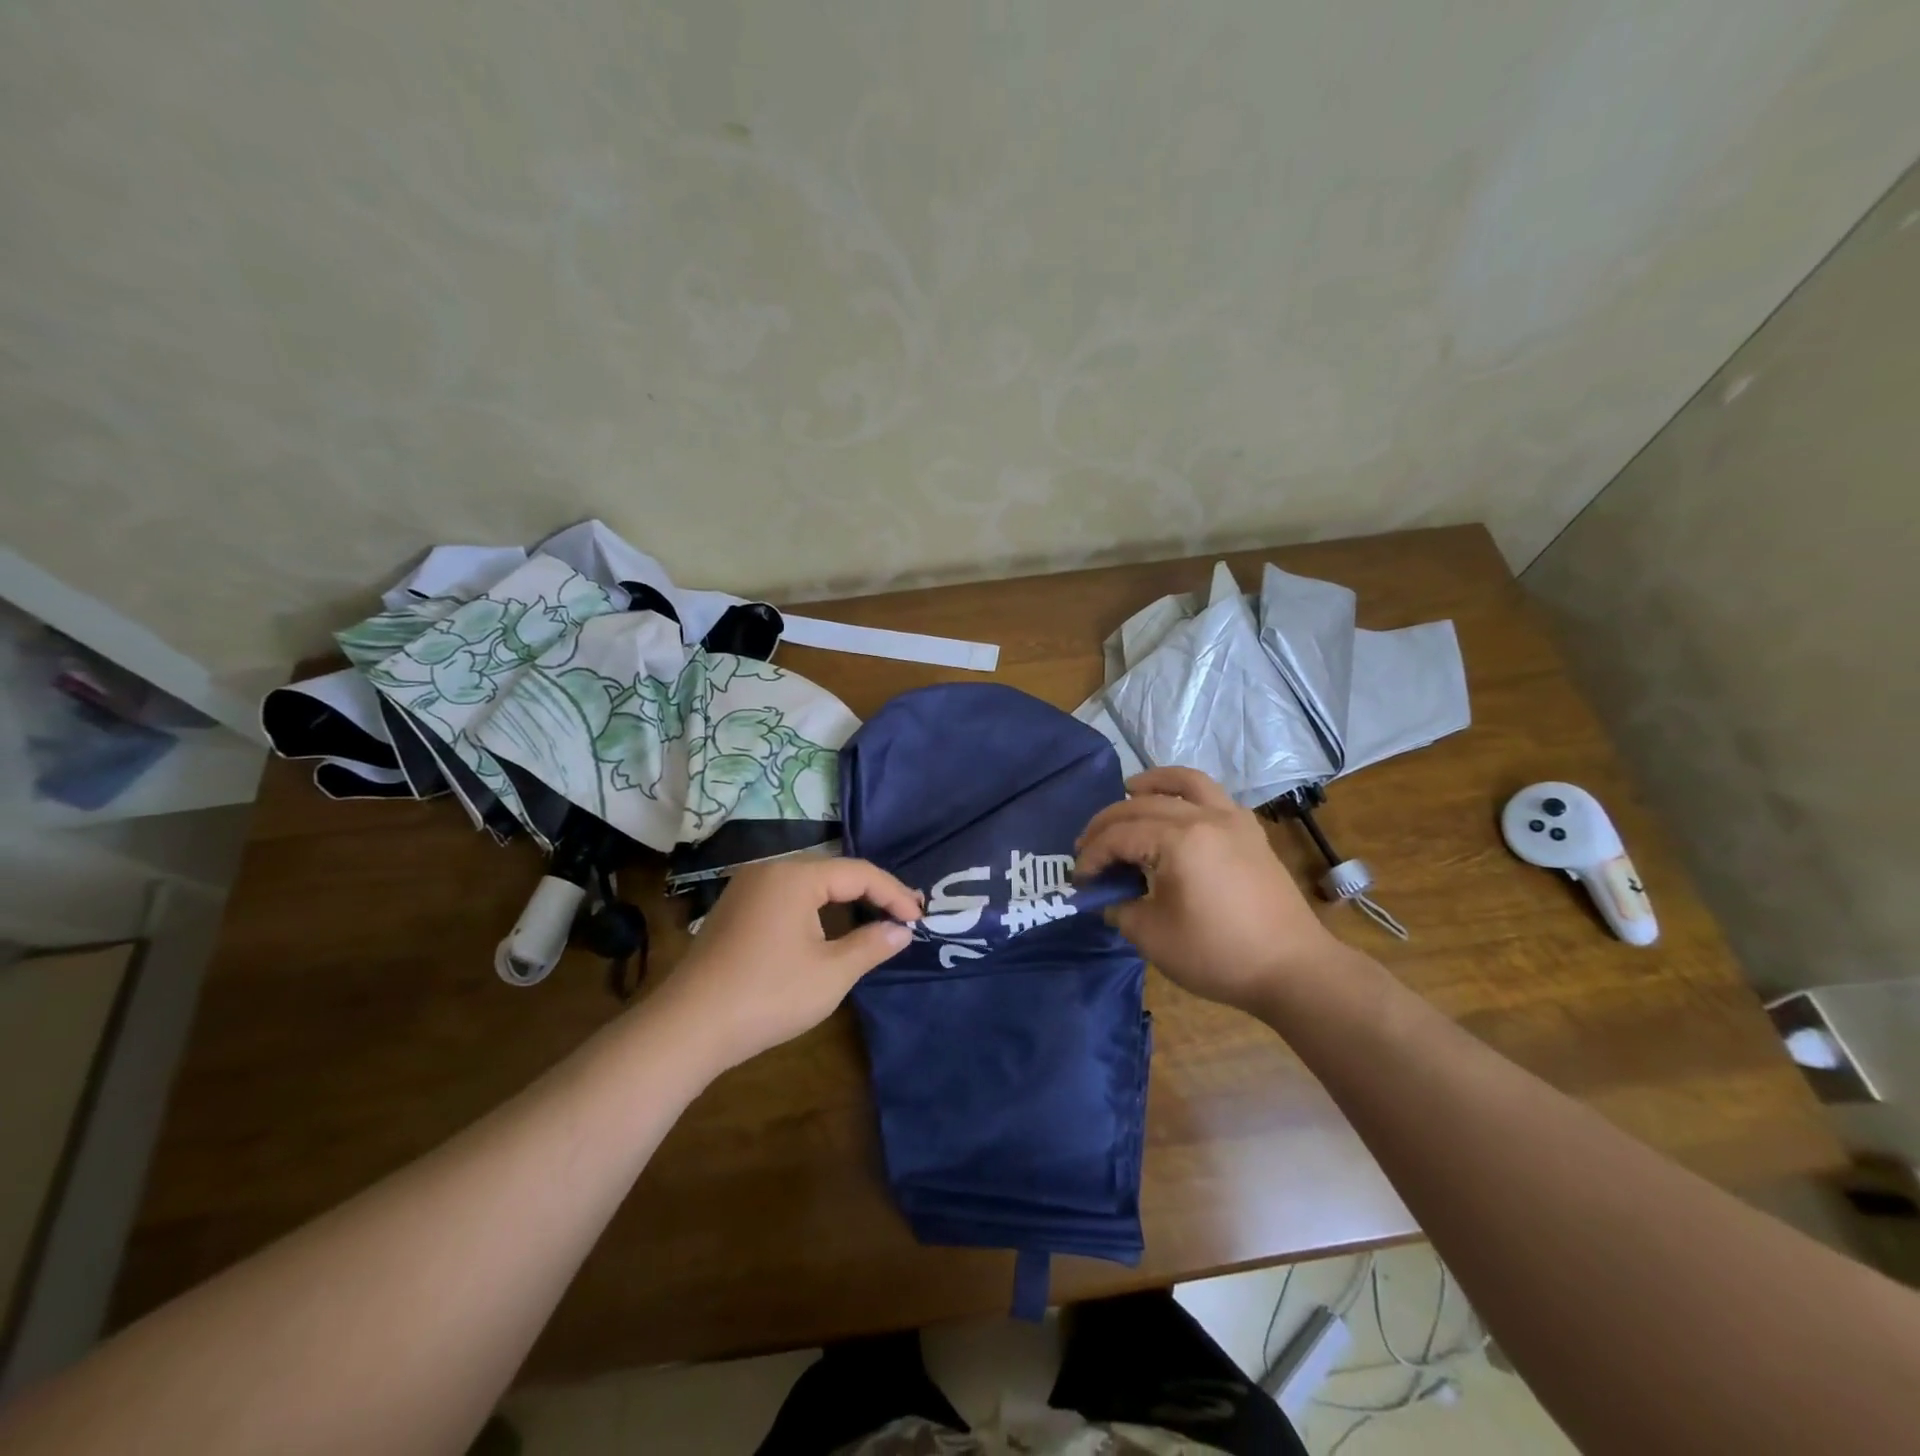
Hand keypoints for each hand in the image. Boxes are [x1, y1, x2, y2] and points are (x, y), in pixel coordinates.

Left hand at [647, 858, 919, 1072]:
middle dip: (872, 892)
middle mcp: (770, 869)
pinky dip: (817, 908)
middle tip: (904, 915)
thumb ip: (871, 944)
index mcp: (794, 875)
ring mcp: (748, 888)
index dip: (893, 894)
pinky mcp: (735, 909)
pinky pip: (788, 896)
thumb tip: (901, 930)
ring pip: (810, 883)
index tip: (919, 919)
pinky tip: (831, 927)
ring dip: (844, 899)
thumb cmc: (768, 996)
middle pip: (834, 872)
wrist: (688, 1028)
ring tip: (875, 918)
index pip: (858, 873)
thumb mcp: (831, 973)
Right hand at [1075, 766, 1347, 1013]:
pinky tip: (1175, 809)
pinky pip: (1212, 795)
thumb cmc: (1219, 955)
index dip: (1092, 855)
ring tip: (1129, 790)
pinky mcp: (1250, 832)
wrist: (1293, 969)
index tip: (1079, 880)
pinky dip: (1186, 792)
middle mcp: (1205, 817)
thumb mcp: (1154, 938)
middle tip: (1087, 847)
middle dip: (1108, 823)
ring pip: (1185, 782)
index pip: (1120, 836)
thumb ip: (1121, 909)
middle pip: (1142, 805)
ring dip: (1151, 784)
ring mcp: (1232, 820)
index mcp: (1179, 841)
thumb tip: (1109, 899)